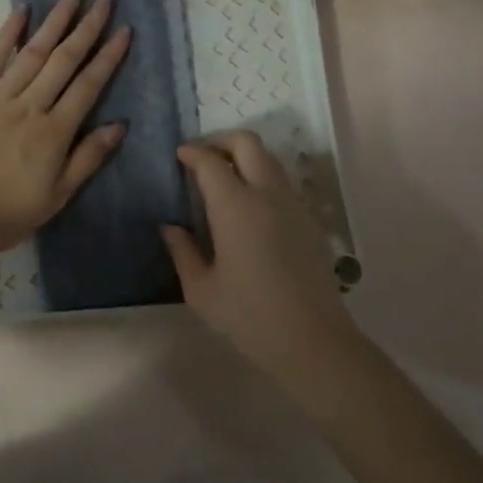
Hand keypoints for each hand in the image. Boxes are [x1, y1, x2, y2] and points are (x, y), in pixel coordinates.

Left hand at [0, 0, 130, 256]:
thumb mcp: (58, 195)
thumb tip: (119, 124)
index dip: (108, 56)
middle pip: (64, 60)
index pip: (89, 85)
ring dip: (55, 21)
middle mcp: (30, 106)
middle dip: (87, 27)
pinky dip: (8, 33)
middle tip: (105, 0)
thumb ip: (88, 158)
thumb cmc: (7, 212)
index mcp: (55, 132)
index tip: (124, 30)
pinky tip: (22, 11)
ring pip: (33, 52)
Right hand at [162, 132, 359, 393]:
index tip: (179, 155)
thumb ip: (182, 251)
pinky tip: (249, 208)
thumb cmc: (249, 316)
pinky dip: (261, 178)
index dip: (192, 152)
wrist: (312, 341)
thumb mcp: (201, 290)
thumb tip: (170, 227)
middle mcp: (267, 195)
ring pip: (269, 159)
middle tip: (202, 158)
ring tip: (224, 180)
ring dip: (244, 158)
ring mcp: (293, 205)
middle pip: (247, 143)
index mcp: (236, 207)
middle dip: (220, 141)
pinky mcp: (309, 220)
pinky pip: (282, 182)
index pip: (210, 161)